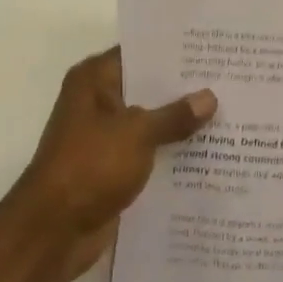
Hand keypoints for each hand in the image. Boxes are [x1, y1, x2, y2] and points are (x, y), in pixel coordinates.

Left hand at [16, 48, 216, 281]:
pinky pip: (147, 151)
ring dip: (179, 124)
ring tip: (228, 114)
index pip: (139, 52)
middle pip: (146, 87)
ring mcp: (104, 136)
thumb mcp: (137, 133)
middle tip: (228, 81)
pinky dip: (170, 152)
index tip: (211, 50)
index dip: (173, 52)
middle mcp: (97, 101)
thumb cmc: (90, 166)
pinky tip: (208, 153)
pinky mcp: (111, 167)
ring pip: (149, 121)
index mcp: (94, 80)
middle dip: (183, 89)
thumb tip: (209, 97)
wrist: (53, 231)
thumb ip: (175, 115)